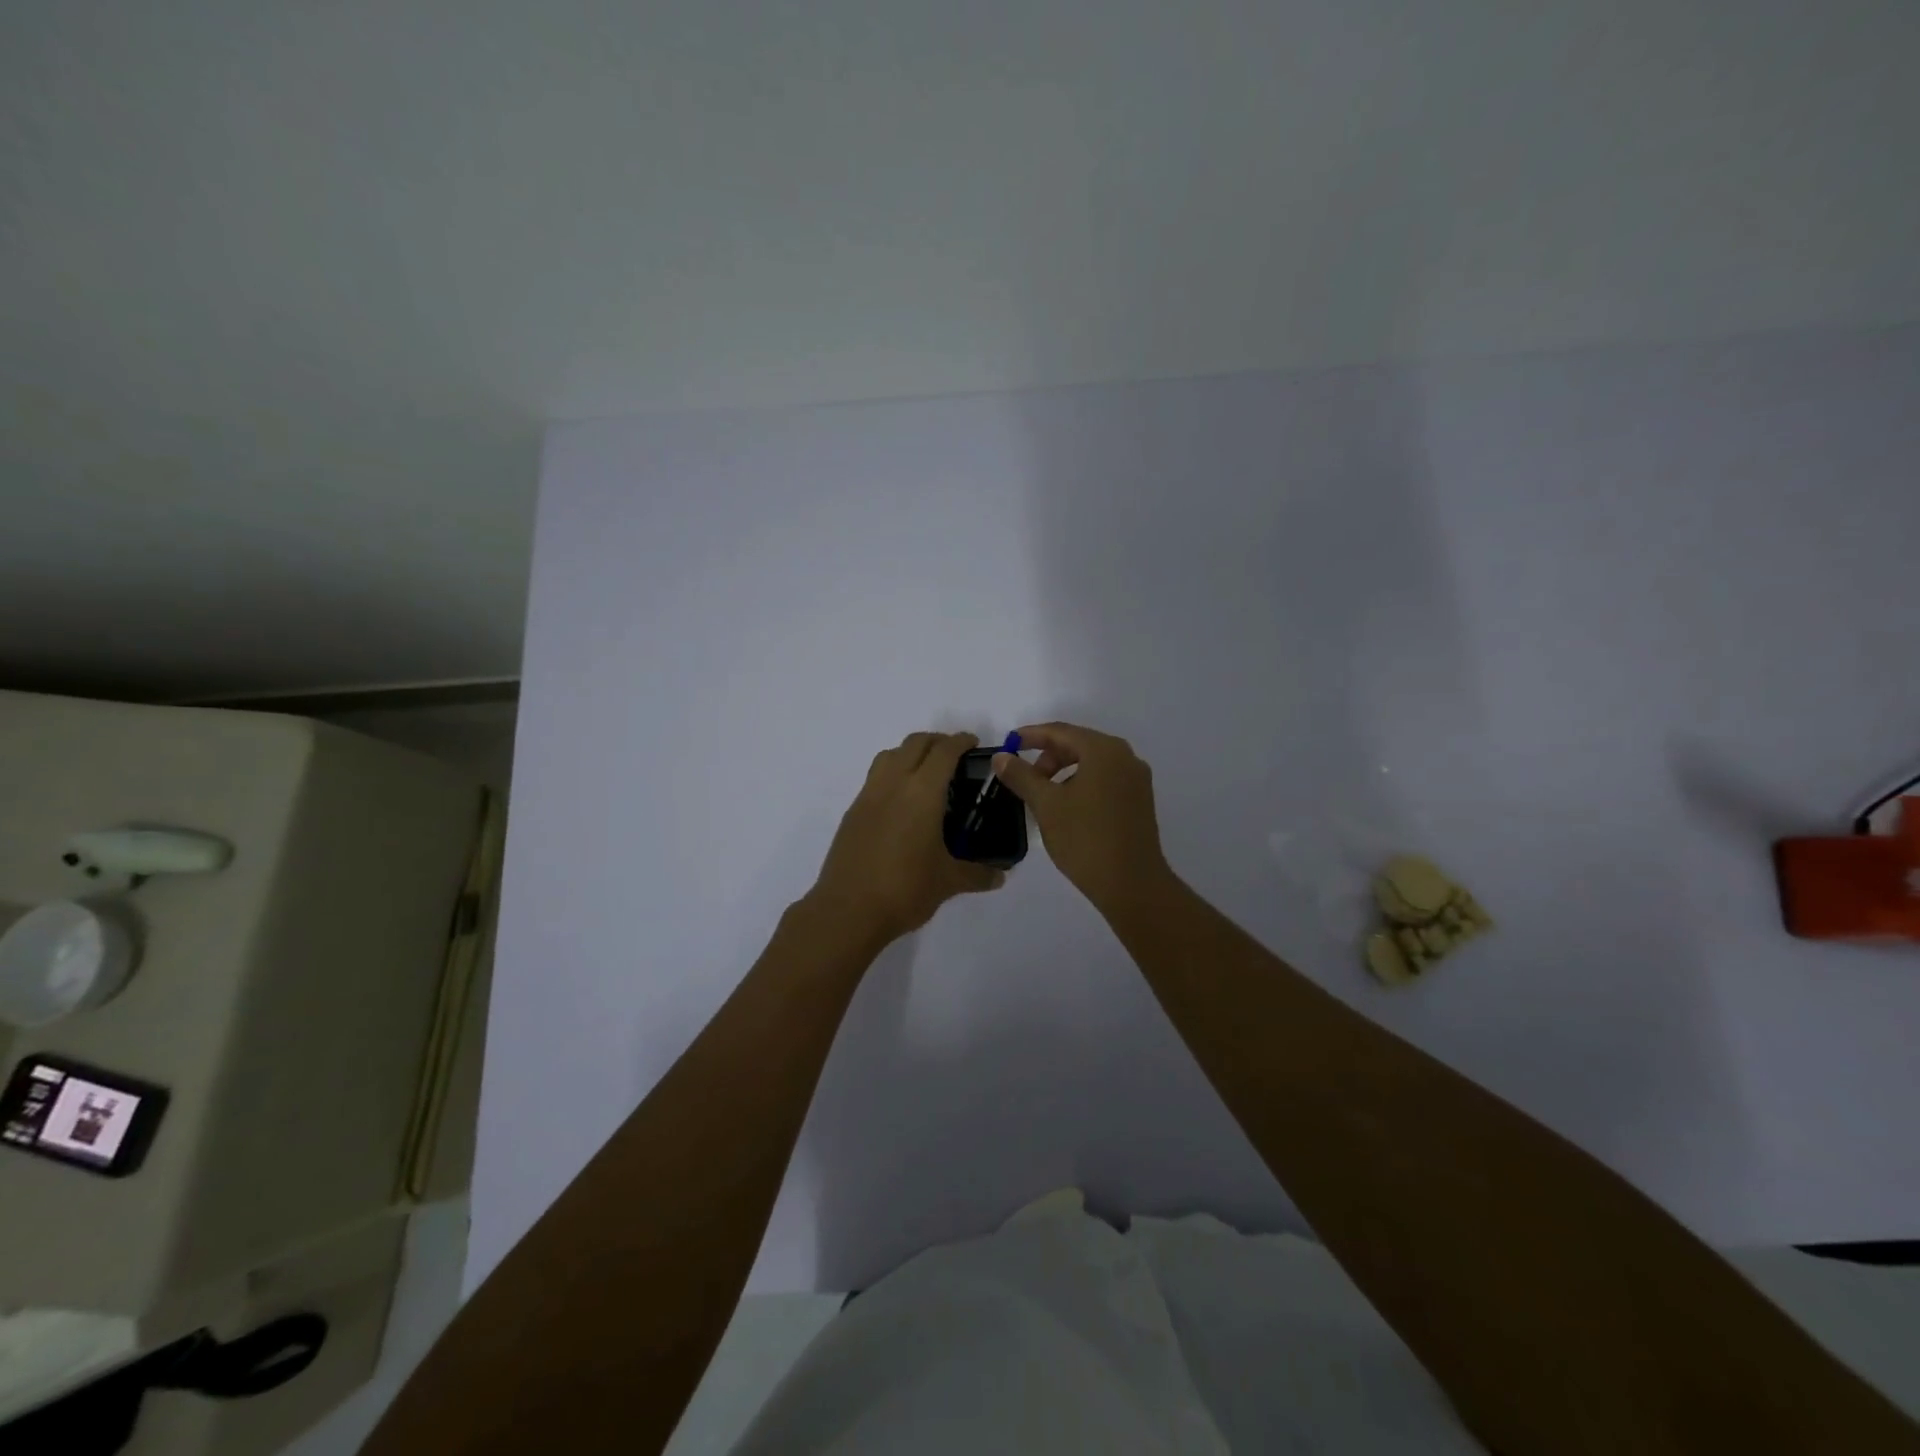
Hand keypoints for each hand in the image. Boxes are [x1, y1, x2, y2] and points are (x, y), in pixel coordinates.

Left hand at [807, 731, 1003, 943]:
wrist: (848, 910)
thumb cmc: (905, 889)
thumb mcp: (948, 881)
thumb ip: (978, 874)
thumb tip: (1000, 876)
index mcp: (922, 792)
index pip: (944, 751)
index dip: (960, 741)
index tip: (974, 743)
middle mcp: (893, 784)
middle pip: (915, 743)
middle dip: (937, 742)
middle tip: (955, 756)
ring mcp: (868, 796)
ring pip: (890, 755)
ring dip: (910, 753)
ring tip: (926, 773)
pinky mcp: (852, 812)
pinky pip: (875, 778)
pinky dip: (892, 774)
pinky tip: (902, 803)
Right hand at [990, 721, 1173, 911]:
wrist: (1131, 884)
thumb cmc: (1085, 839)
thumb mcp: (1046, 804)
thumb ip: (1021, 775)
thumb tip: (1001, 757)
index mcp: (1104, 750)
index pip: (1061, 731)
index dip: (1030, 736)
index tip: (1008, 745)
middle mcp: (1125, 757)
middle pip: (1078, 744)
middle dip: (1047, 756)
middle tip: (1024, 778)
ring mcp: (1136, 779)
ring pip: (1092, 763)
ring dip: (1063, 772)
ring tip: (1042, 796)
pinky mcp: (1139, 800)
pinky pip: (1104, 779)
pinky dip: (1081, 783)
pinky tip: (1066, 807)